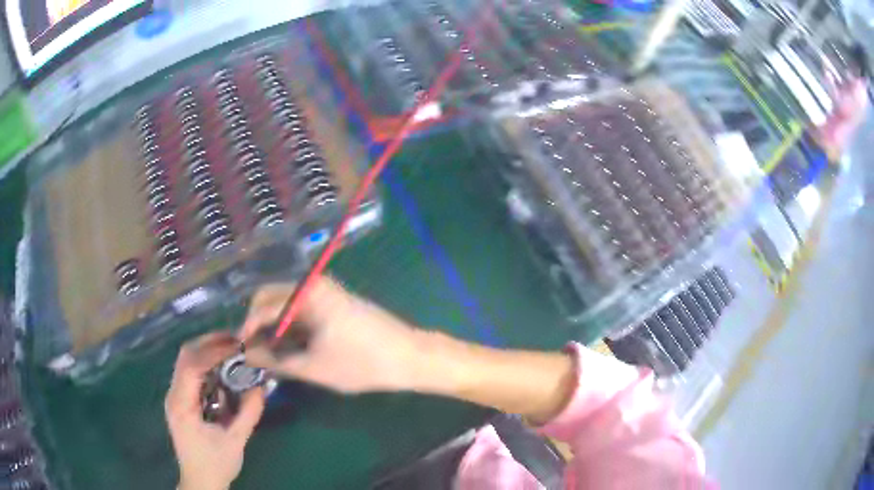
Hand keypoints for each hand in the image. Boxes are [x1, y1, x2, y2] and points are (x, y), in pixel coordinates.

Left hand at [166, 332, 264, 489]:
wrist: (200, 482)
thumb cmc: (215, 464)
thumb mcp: (235, 441)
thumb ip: (248, 413)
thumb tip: (262, 386)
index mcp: (182, 405)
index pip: (192, 365)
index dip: (214, 351)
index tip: (239, 345)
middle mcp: (173, 394)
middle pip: (186, 355)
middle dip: (210, 343)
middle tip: (237, 341)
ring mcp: (175, 396)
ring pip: (186, 360)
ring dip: (208, 350)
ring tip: (233, 349)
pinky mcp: (181, 400)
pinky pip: (190, 372)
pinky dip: (206, 364)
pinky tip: (223, 368)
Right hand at [238, 277, 425, 392]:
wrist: (409, 356)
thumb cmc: (362, 363)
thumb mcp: (315, 367)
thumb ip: (277, 361)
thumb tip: (249, 356)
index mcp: (307, 294)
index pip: (263, 305)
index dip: (248, 328)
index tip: (241, 349)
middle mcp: (314, 284)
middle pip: (272, 296)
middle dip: (258, 321)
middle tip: (255, 350)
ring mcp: (326, 291)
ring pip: (287, 302)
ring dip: (274, 323)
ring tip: (271, 352)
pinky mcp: (335, 301)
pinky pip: (303, 307)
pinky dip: (291, 323)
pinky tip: (291, 345)